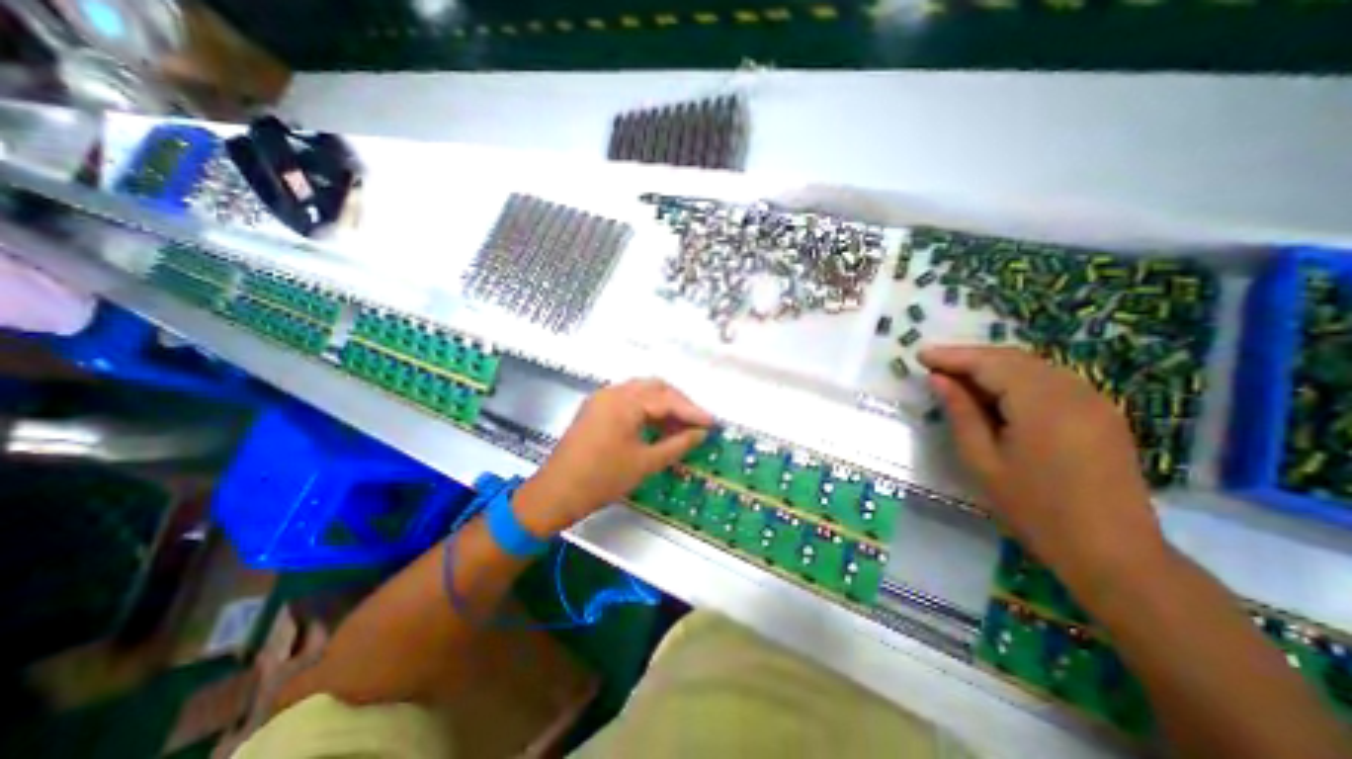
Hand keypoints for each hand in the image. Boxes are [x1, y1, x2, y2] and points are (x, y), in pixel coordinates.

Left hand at [513, 377, 709, 532]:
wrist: (556, 493)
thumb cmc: (602, 479)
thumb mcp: (645, 463)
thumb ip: (677, 444)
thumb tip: (701, 433)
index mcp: (625, 402)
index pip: (667, 400)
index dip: (692, 412)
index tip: (712, 423)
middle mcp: (613, 392)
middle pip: (655, 387)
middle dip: (679, 403)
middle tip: (696, 422)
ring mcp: (601, 398)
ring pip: (641, 392)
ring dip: (663, 405)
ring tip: (680, 426)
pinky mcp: (595, 408)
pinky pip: (628, 400)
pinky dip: (646, 409)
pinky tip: (657, 425)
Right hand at [920, 345, 1173, 599]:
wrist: (1112, 554)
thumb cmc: (1034, 509)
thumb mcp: (983, 461)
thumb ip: (961, 413)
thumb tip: (939, 379)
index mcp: (1042, 403)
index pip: (990, 364)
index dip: (952, 356)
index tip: (920, 355)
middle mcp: (1073, 391)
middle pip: (1012, 358)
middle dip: (970, 357)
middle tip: (934, 364)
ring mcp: (1094, 400)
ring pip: (1033, 366)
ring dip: (992, 366)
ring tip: (957, 376)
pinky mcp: (1102, 413)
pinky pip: (1051, 380)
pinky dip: (1016, 378)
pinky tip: (995, 392)